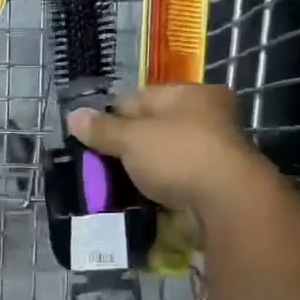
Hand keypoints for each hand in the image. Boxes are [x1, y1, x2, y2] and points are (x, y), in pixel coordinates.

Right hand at [66, 84, 272, 221]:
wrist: (226, 205)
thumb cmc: (179, 156)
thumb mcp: (132, 138)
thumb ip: (102, 129)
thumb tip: (73, 116)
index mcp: (192, 95)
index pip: (140, 97)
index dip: (111, 114)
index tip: (88, 134)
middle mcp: (206, 118)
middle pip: (151, 128)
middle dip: (123, 145)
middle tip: (94, 162)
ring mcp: (210, 153)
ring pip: (160, 157)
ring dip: (136, 170)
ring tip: (106, 183)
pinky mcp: (209, 184)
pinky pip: (171, 181)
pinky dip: (152, 188)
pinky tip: (130, 197)